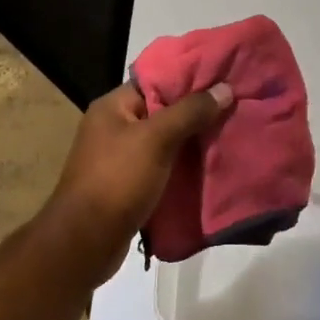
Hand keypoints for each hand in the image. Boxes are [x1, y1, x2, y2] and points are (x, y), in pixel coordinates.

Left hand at [42, 80, 233, 285]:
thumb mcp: (156, 139)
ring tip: (230, 132)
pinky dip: (183, 166)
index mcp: (113, 107)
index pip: (155, 80)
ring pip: (165, 140)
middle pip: (163, 110)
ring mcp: (120, 158)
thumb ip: (190, 112)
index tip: (223, 76)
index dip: (189, 77)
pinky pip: (162, 166)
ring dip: (192, 140)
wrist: (85, 242)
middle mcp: (114, 127)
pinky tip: (211, 164)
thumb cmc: (117, 180)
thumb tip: (225, 88)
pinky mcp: (129, 185)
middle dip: (196, 111)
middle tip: (234, 105)